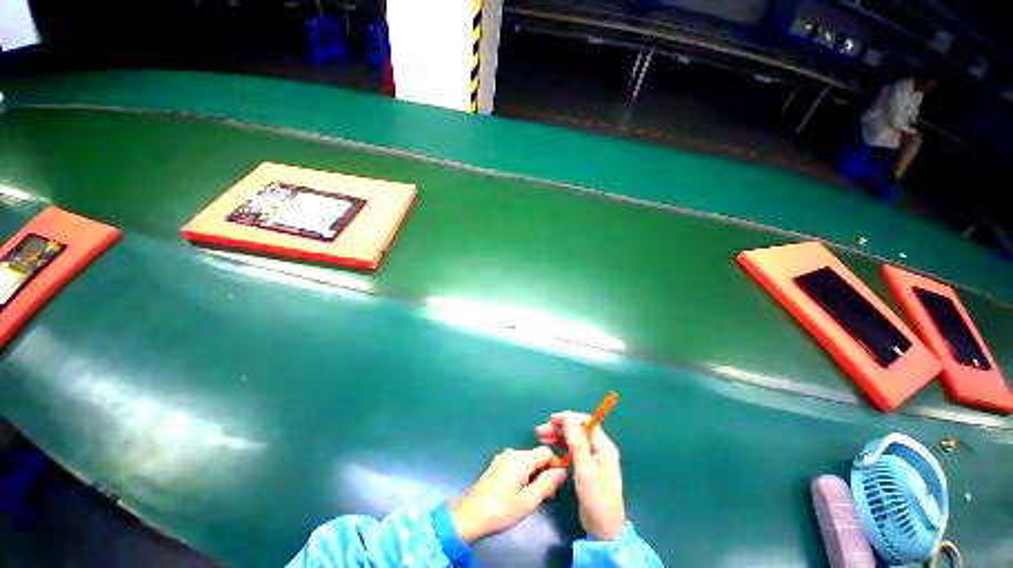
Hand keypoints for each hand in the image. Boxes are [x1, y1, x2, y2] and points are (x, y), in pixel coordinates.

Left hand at [451, 447, 566, 543]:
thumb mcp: (528, 501)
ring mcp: (503, 457)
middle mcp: (512, 453)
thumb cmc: (501, 509)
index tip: (561, 480)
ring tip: (538, 495)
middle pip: (535, 455)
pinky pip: (517, 463)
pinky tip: (523, 490)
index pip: (545, 451)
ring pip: (526, 460)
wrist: (470, 515)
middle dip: (546, 471)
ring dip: (536, 473)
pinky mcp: (497, 464)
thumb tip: (562, 471)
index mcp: (521, 459)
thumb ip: (547, 484)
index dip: (556, 462)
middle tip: (550, 493)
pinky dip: (525, 473)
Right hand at [536, 412, 626, 540]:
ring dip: (558, 435)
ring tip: (541, 437)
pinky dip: (561, 445)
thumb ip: (577, 442)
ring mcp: (593, 457)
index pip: (586, 422)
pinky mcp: (586, 466)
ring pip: (574, 438)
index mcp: (603, 446)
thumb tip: (569, 418)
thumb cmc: (596, 498)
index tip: (551, 420)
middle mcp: (599, 448)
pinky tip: (551, 447)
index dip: (568, 418)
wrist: (604, 528)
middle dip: (560, 427)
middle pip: (578, 429)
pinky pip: (572, 449)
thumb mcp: (585, 469)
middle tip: (541, 431)